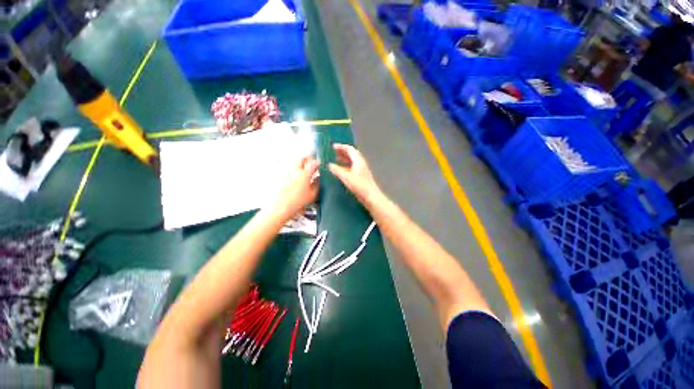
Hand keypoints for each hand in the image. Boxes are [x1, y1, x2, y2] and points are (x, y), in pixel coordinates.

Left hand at [271, 156, 319, 219]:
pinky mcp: (276, 175)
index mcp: (304, 174)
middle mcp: (294, 170)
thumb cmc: (296, 203)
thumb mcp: (312, 195)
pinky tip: (287, 168)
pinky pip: (280, 164)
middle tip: (310, 160)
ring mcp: (284, 171)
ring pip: (291, 160)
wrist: (279, 208)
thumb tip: (319, 179)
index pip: (313, 164)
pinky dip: (285, 164)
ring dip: (297, 161)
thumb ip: (317, 185)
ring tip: (300, 165)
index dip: (318, 162)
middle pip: (301, 158)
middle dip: (307, 158)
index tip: (320, 163)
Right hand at [329, 144, 381, 206]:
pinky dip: (345, 167)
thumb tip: (329, 165)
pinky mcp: (360, 176)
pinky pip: (351, 168)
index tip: (332, 147)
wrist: (370, 196)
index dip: (341, 147)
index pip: (349, 149)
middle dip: (341, 152)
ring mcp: (361, 170)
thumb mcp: (346, 177)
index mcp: (358, 160)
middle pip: (350, 154)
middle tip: (332, 153)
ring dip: (343, 159)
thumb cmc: (360, 185)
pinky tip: (339, 170)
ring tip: (334, 160)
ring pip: (351, 161)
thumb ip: (337, 170)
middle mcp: (360, 163)